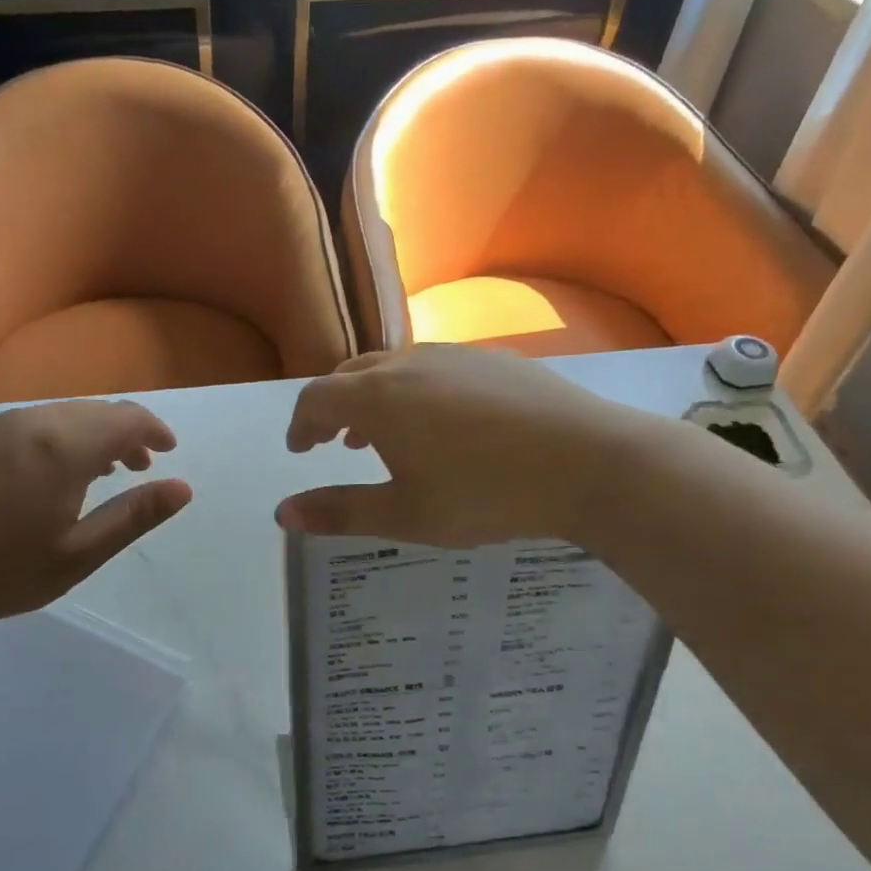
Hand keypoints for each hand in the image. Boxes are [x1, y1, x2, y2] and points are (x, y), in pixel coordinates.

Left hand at [0, 400, 191, 637]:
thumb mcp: (77, 555)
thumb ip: (133, 517)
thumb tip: (182, 488)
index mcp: (62, 446)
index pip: (125, 419)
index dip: (154, 430)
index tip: (168, 451)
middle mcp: (28, 421)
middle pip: (91, 412)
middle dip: (123, 433)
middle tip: (138, 466)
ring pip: (54, 417)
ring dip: (84, 436)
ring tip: (94, 472)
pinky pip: (19, 427)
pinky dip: (47, 441)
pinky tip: (36, 477)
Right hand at [277, 345, 660, 546]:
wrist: (589, 461)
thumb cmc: (485, 495)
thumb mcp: (405, 515)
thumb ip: (340, 512)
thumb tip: (282, 513)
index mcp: (377, 398)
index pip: (315, 399)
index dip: (300, 425)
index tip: (300, 450)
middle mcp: (407, 363)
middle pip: (351, 376)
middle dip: (334, 409)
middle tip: (335, 443)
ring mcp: (454, 355)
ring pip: (394, 368)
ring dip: (375, 398)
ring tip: (384, 435)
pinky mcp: (494, 359)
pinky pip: (434, 368)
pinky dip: (415, 391)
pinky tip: (443, 424)